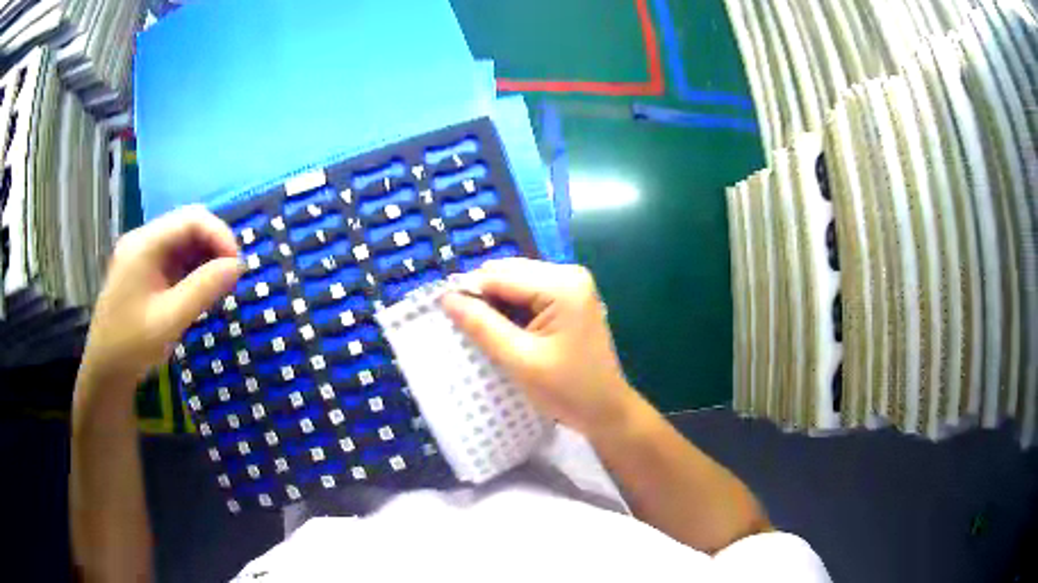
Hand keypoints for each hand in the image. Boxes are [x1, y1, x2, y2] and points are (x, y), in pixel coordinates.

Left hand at [79, 205, 242, 389]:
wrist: (105, 371)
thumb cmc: (133, 346)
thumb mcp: (170, 320)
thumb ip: (203, 289)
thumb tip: (238, 266)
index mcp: (144, 244)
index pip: (191, 219)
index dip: (220, 235)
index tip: (238, 266)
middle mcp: (142, 240)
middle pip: (187, 225)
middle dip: (214, 245)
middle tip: (231, 276)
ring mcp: (141, 253)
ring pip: (183, 240)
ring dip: (205, 257)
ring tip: (219, 285)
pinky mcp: (143, 269)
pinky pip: (174, 257)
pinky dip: (192, 269)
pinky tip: (199, 290)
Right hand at [441, 258, 635, 436]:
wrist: (606, 411)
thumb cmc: (567, 390)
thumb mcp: (519, 360)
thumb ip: (482, 326)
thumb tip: (446, 298)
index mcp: (562, 285)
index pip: (500, 276)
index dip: (468, 291)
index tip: (442, 313)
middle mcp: (569, 274)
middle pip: (508, 273)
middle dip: (483, 297)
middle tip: (464, 327)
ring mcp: (571, 285)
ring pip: (515, 282)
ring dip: (495, 304)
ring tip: (481, 332)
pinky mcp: (568, 298)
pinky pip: (528, 293)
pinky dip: (510, 309)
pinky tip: (503, 331)